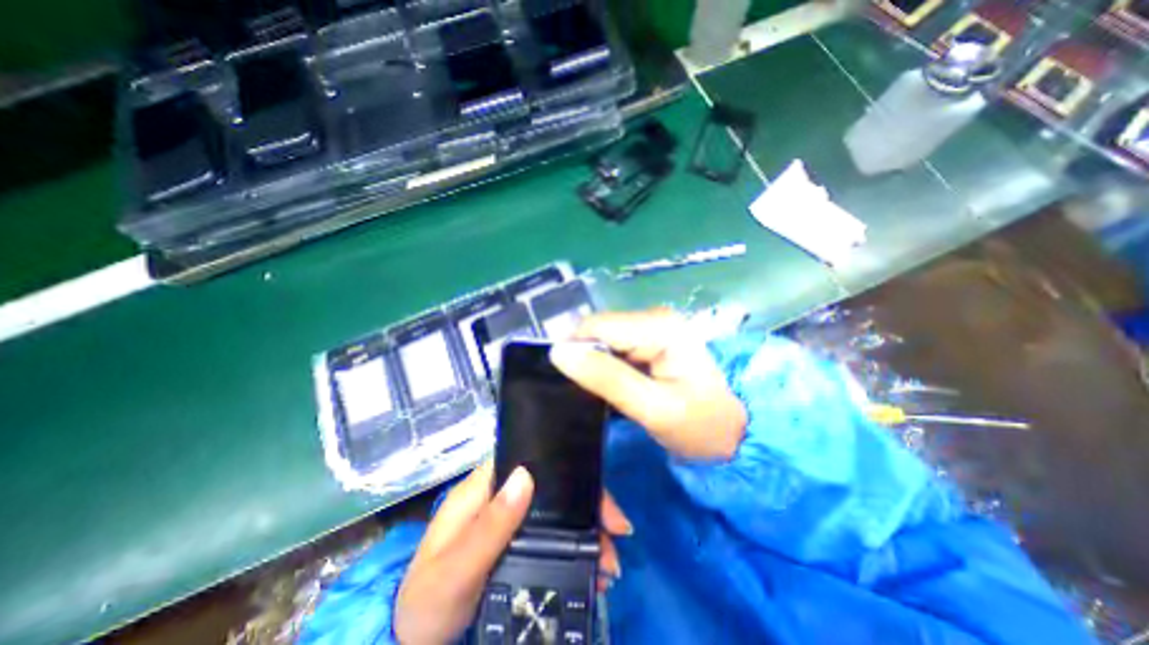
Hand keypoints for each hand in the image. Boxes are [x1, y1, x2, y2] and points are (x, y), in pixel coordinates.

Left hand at [392, 461, 625, 642]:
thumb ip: (488, 526)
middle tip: (617, 533)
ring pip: (560, 513)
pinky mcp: (520, 545)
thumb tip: (525, 476)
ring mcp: (513, 522)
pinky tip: (595, 570)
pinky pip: (556, 538)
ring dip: (589, 532)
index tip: (598, 495)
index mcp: (484, 488)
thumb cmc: (429, 603)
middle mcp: (502, 497)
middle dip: (588, 506)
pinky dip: (579, 549)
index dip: (565, 469)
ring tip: (609, 565)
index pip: (530, 461)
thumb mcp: (454, 569)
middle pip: (553, 487)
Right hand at [553, 309, 751, 459]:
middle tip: (589, 394)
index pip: (596, 326)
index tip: (569, 383)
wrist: (737, 433)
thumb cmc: (701, 425)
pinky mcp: (652, 340)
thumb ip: (606, 378)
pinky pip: (616, 347)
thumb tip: (558, 352)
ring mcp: (654, 328)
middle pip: (599, 330)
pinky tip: (612, 386)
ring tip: (599, 393)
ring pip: (604, 340)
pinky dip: (608, 366)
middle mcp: (654, 317)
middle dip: (586, 359)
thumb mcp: (652, 407)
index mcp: (658, 327)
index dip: (575, 350)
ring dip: (596, 364)